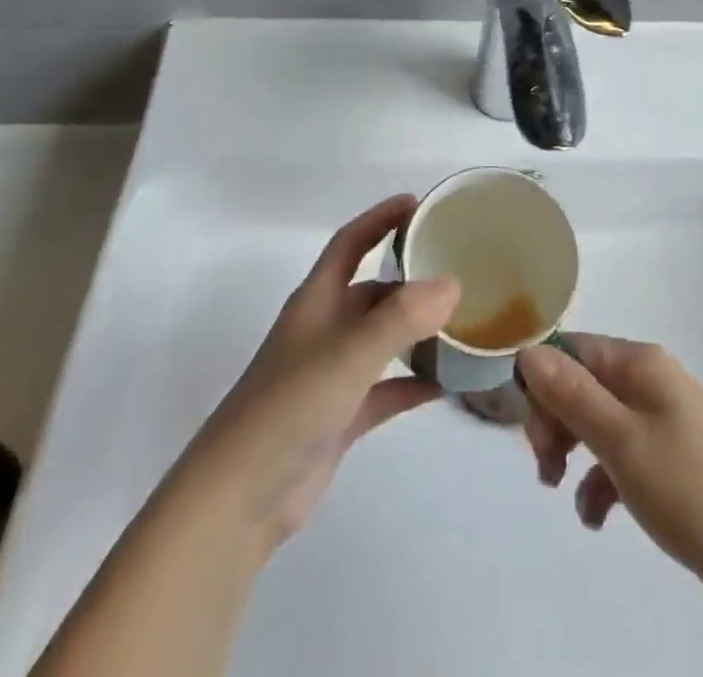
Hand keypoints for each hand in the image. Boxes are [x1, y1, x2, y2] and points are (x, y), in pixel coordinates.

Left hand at [179, 195, 460, 553]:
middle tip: (459, 268)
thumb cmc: (288, 408)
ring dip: (417, 330)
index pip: (350, 243)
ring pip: (383, 339)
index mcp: (317, 301)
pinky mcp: (341, 416)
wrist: (238, 500)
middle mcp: (325, 329)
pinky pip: (387, 389)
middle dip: (411, 277)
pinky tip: (448, 384)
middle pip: (372, 290)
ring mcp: (332, 374)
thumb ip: (400, 319)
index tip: (417, 203)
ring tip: (464, 322)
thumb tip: (452, 283)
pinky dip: (414, 383)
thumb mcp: (347, 355)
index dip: (379, 219)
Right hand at [516, 336, 702, 602]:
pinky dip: (600, 480)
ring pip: (596, 420)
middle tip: (546, 467)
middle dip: (555, 421)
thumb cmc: (690, 489)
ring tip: (560, 490)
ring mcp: (662, 420)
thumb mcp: (621, 441)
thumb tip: (527, 350)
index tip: (530, 432)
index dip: (542, 384)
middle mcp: (650, 381)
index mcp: (640, 363)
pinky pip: (619, 455)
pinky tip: (596, 517)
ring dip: (571, 450)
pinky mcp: (669, 460)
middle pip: (581, 383)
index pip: (571, 350)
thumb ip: (571, 395)